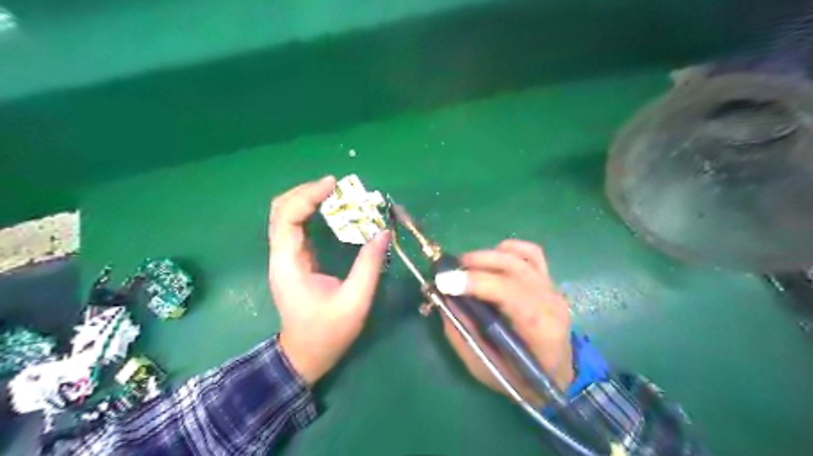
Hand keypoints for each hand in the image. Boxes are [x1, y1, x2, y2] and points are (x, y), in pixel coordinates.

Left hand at [270, 176, 389, 386]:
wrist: (306, 355)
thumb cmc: (328, 332)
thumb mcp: (355, 300)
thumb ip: (368, 265)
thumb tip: (382, 232)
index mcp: (289, 264)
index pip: (287, 217)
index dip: (307, 196)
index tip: (332, 185)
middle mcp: (281, 256)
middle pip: (280, 210)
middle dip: (305, 192)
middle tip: (334, 186)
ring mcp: (285, 257)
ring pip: (285, 216)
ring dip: (306, 200)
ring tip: (333, 193)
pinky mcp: (294, 261)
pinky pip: (295, 227)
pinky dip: (309, 212)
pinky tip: (329, 210)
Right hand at [438, 240, 570, 408]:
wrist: (558, 376)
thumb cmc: (521, 379)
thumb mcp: (484, 367)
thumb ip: (462, 333)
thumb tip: (442, 300)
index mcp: (538, 327)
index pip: (508, 291)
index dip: (474, 282)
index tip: (443, 281)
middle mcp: (549, 300)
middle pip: (512, 266)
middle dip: (475, 262)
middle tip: (448, 270)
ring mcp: (551, 286)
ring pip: (520, 255)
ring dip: (488, 255)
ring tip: (465, 265)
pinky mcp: (548, 280)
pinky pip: (530, 253)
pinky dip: (508, 249)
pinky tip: (491, 259)